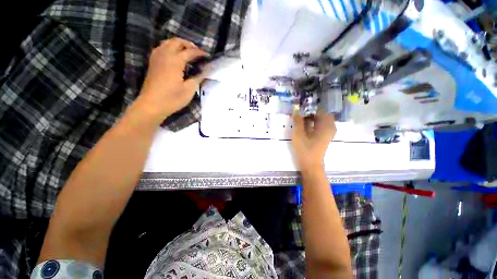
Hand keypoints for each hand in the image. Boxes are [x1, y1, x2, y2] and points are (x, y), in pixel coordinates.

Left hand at [137, 38, 206, 119]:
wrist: (152, 105)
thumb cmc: (172, 98)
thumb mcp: (189, 90)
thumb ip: (198, 77)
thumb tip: (205, 70)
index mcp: (175, 61)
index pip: (190, 52)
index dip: (200, 53)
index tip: (207, 57)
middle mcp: (165, 54)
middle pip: (177, 42)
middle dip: (189, 45)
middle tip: (197, 53)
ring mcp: (157, 57)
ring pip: (168, 43)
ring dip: (179, 45)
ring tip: (187, 53)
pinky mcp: (152, 62)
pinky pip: (161, 48)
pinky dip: (170, 48)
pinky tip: (174, 57)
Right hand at [292, 110, 335, 172]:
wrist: (311, 165)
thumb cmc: (304, 149)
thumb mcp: (299, 134)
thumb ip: (298, 121)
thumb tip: (296, 111)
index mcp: (325, 126)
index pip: (320, 111)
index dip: (310, 109)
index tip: (300, 110)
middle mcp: (330, 127)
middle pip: (322, 115)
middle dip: (311, 113)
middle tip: (301, 115)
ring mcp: (329, 133)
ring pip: (322, 120)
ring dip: (313, 118)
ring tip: (302, 120)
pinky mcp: (325, 137)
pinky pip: (322, 125)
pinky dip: (314, 123)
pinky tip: (306, 126)